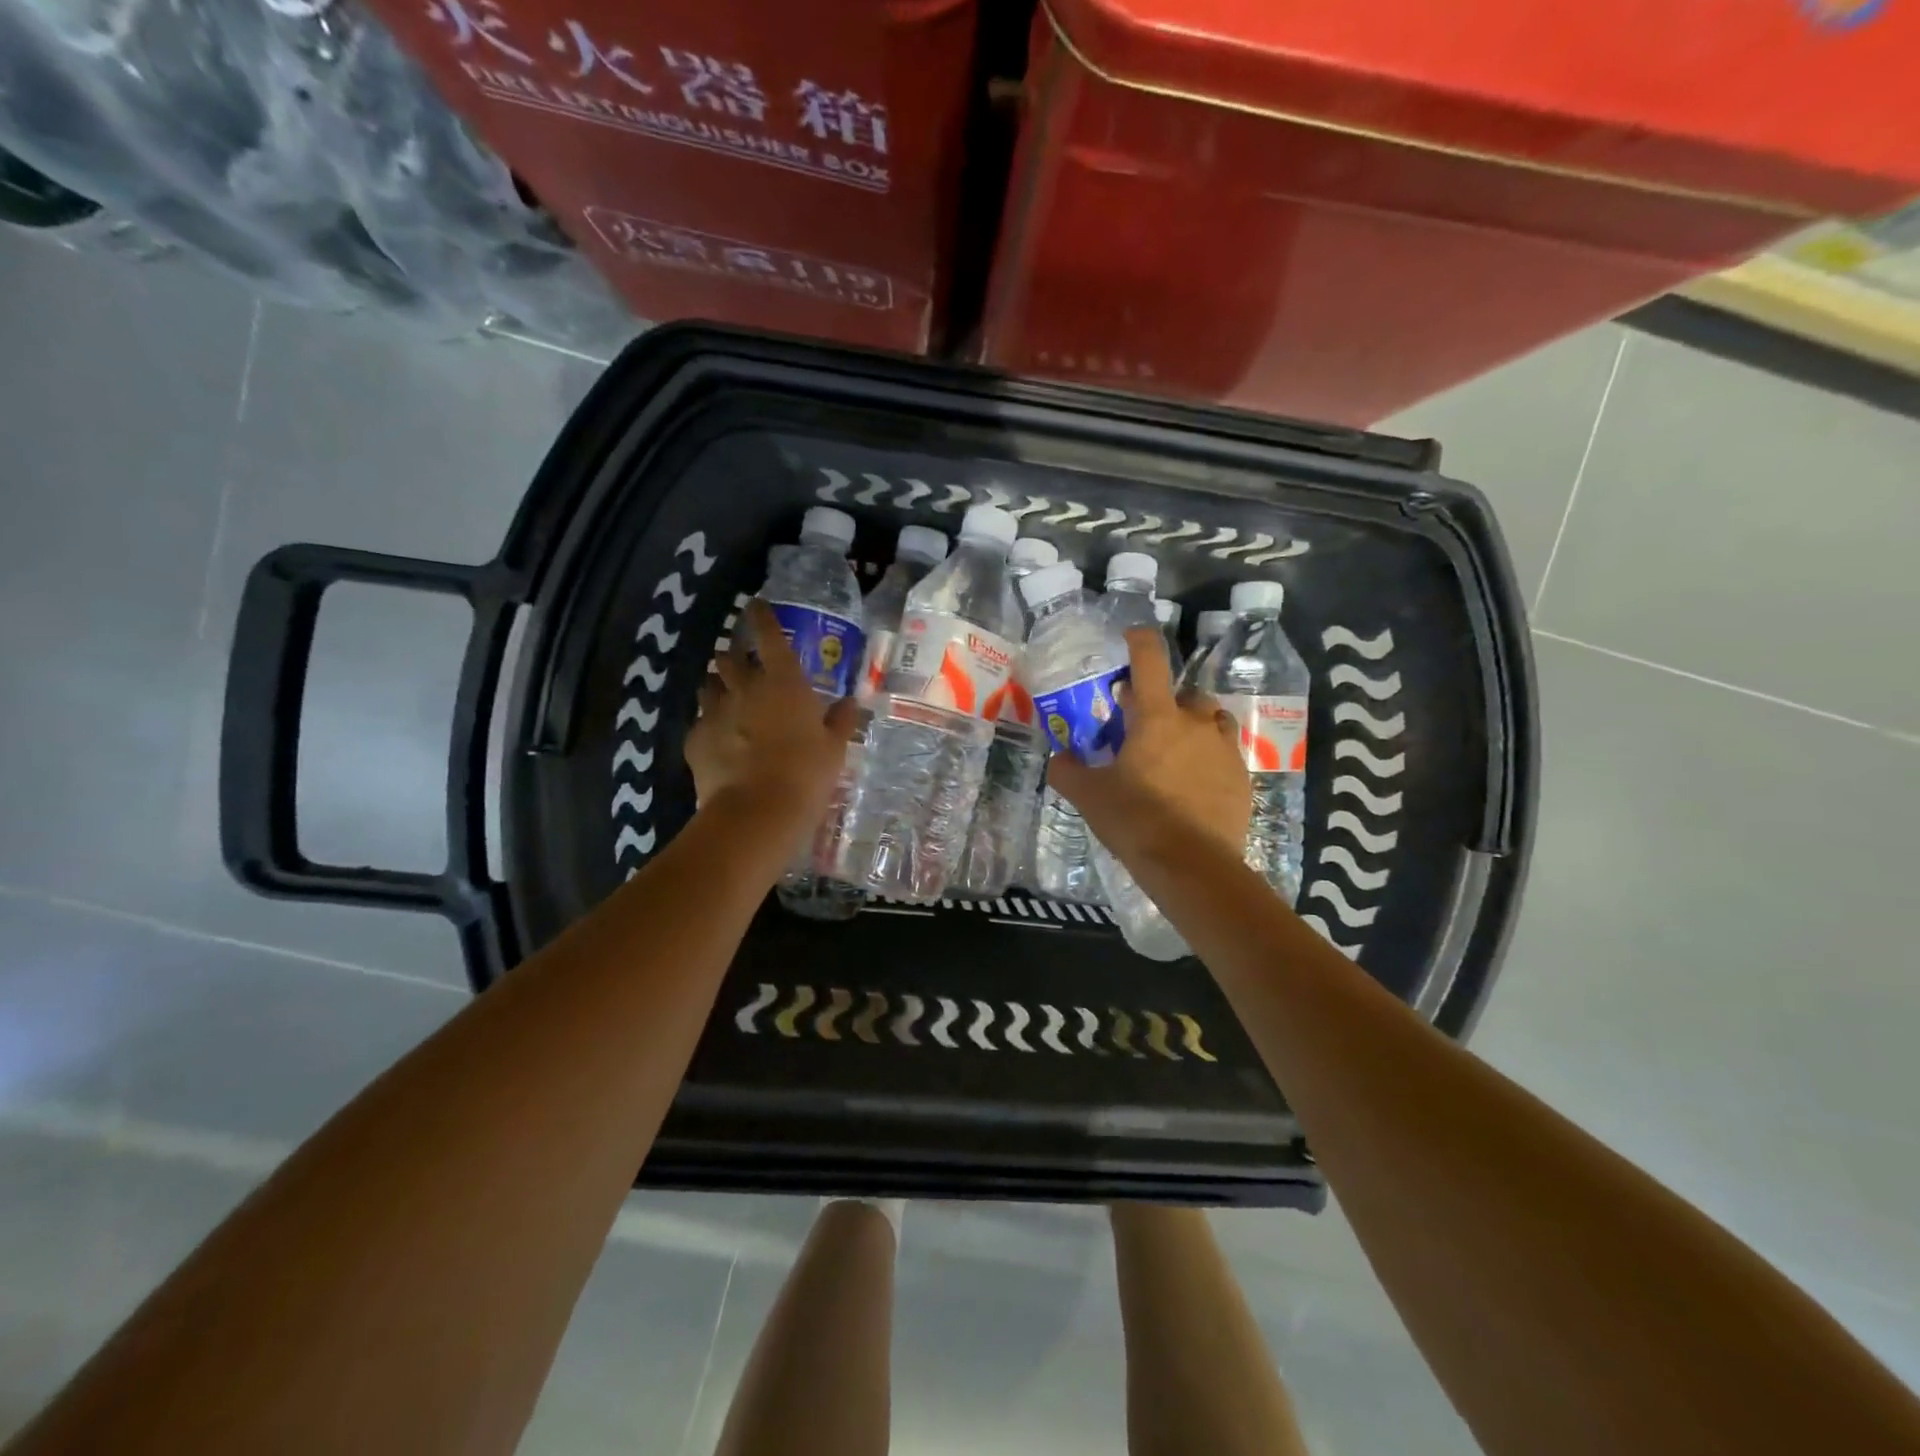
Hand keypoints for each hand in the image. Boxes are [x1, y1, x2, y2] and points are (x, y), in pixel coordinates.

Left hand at [686, 600, 860, 835]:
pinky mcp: (695, 739)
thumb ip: (841, 721)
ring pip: (709, 684)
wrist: (757, 812)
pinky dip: (710, 723)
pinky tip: (719, 738)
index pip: (769, 636)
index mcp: (784, 683)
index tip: (755, 604)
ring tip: (728, 697)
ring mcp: (716, 712)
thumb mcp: (834, 749)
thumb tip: (851, 703)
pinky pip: (701, 721)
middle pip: (730, 657)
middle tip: (744, 664)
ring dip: (718, 685)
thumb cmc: (806, 774)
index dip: (761, 616)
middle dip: (735, 655)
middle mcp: (745, 688)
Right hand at [1048, 628, 1250, 865]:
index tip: (1129, 639)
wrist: (1192, 865)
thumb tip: (1058, 758)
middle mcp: (1196, 723)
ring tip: (1175, 751)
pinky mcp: (1242, 778)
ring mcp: (1224, 749)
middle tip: (1144, 726)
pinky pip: (1225, 753)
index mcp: (1157, 717)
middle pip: (1184, 693)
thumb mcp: (1090, 796)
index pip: (1150, 659)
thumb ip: (1068, 771)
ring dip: (1193, 725)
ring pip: (1211, 720)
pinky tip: (1194, 783)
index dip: (1139, 641)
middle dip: (1165, 701)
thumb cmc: (1136, 820)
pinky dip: (1209, 757)